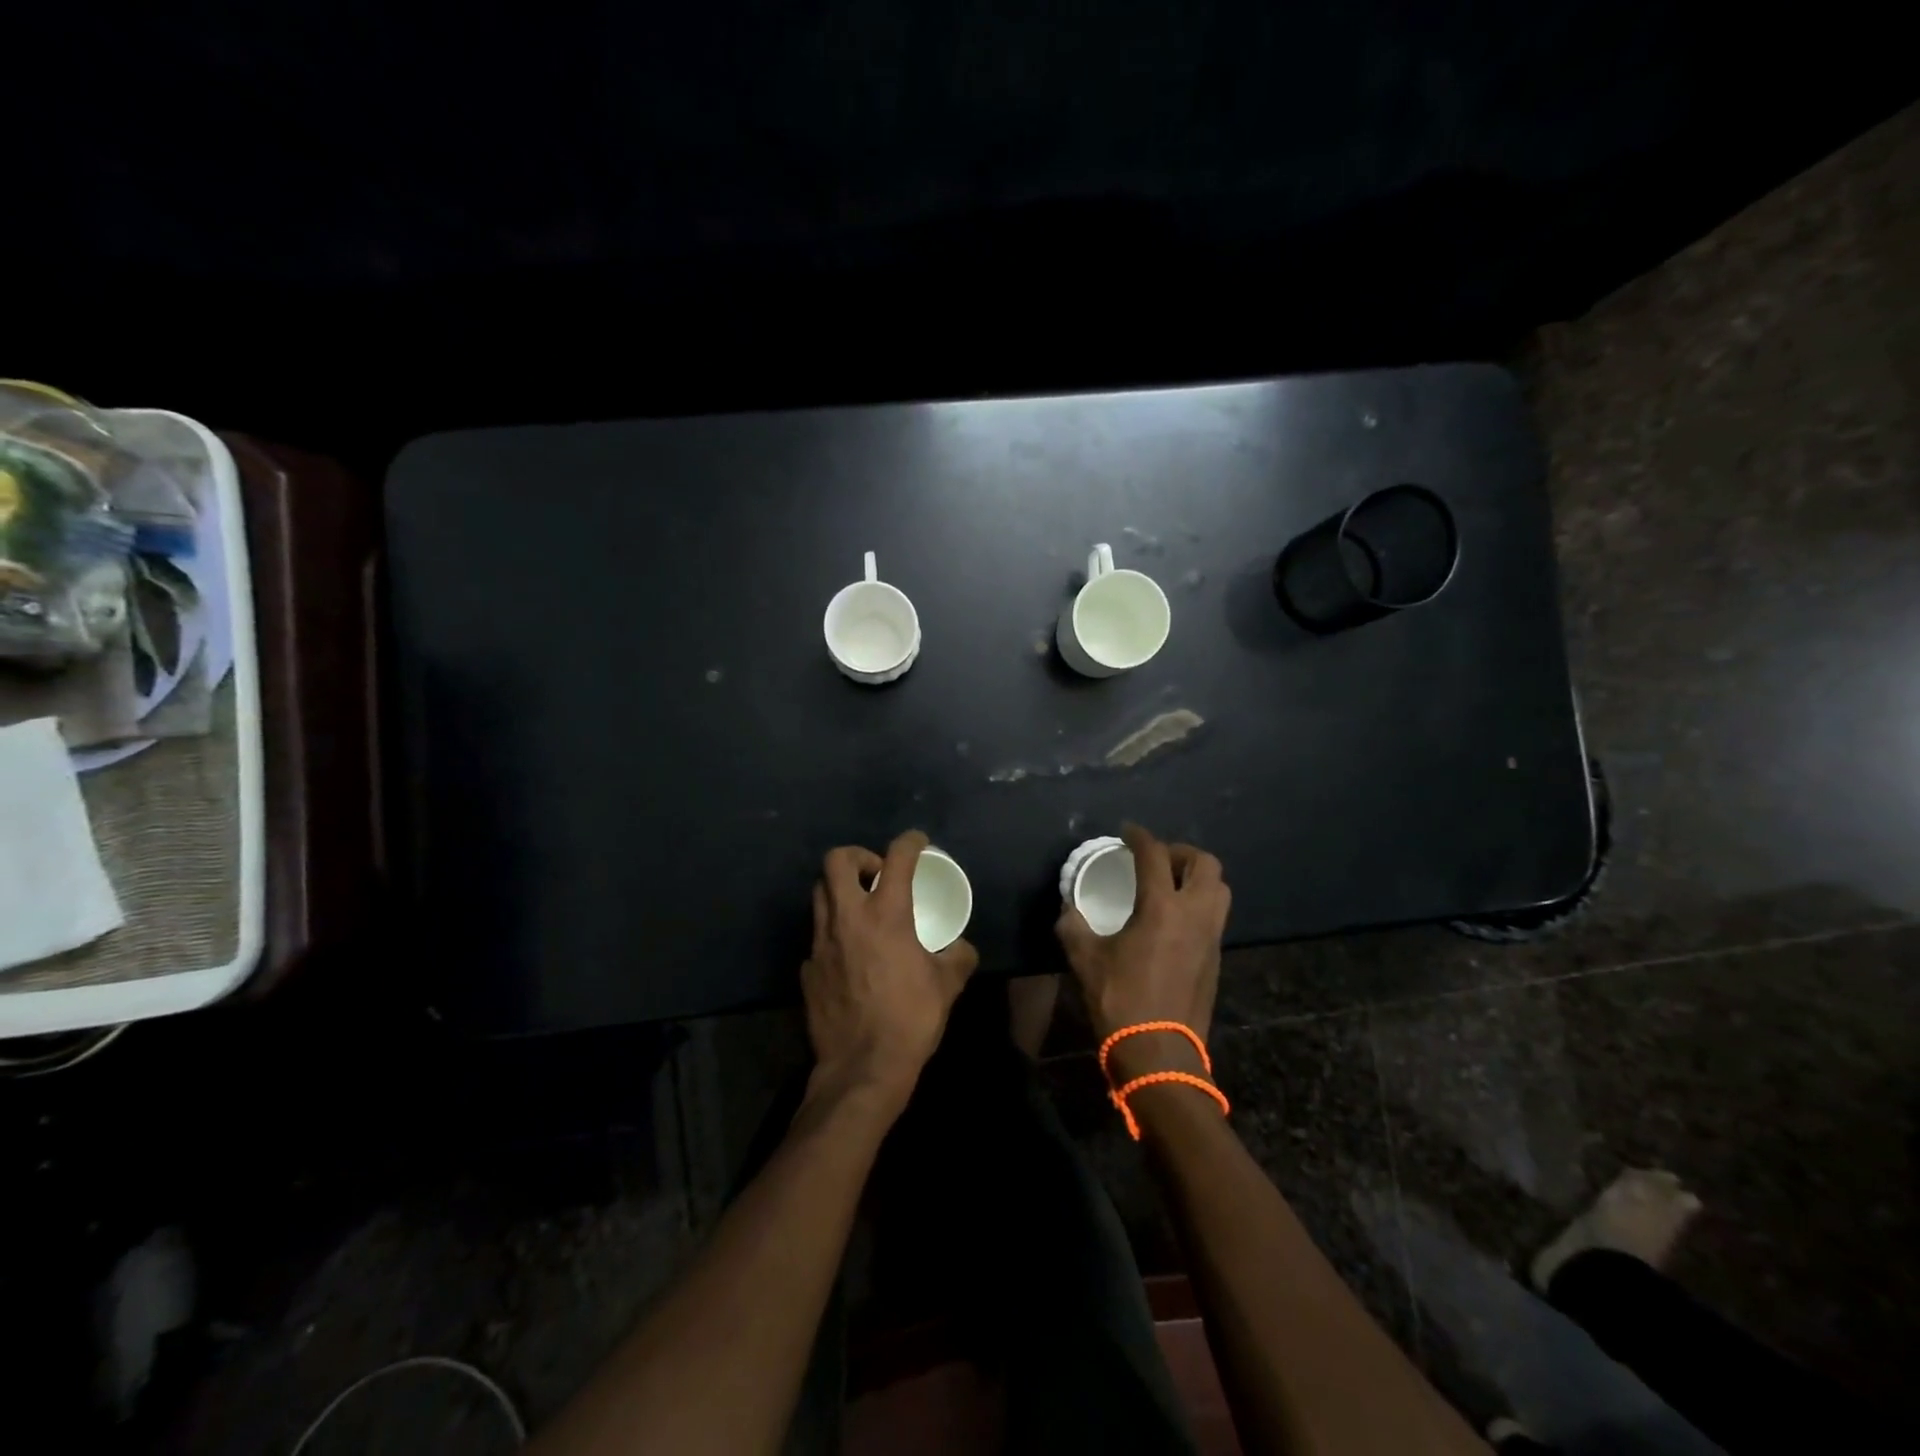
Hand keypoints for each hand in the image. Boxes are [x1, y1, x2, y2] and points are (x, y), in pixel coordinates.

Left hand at [802, 830, 976, 1111]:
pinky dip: (833, 932)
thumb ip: (958, 956)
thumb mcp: (947, 985)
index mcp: (886, 914)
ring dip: (840, 890)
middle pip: (836, 860)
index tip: (918, 842)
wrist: (862, 1068)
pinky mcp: (807, 968)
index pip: (897, 857)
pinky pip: (817, 935)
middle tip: (877, 875)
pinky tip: (849, 955)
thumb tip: (961, 947)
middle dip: (858, 856)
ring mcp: (821, 942)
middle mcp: (848, 918)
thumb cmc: (910, 1019)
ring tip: (861, 908)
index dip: (910, 841)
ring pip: (820, 893)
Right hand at [1056, 823, 1229, 1081]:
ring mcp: (1212, 937)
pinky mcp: (1216, 958)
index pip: (1155, 856)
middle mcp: (1195, 914)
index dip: (1140, 837)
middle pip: (1205, 864)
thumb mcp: (1085, 959)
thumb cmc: (1120, 999)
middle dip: (1181, 852)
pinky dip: (1199, 903)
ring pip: (1219, 889)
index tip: (1127, 831)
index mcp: (1162, 908)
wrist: (1158, 1053)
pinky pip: (1215, 915)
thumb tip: (1069, 907)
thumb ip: (1074, 925)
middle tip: (1156, 859)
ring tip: (1170, 884)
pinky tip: (1174, 918)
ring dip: (1197, 877)